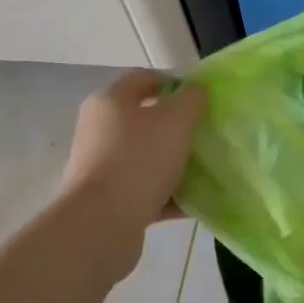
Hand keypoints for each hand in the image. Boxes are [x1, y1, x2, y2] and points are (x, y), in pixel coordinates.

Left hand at [61, 70, 205, 241]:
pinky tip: (193, 201)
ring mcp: (100, 166)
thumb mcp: (176, 120)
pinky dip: (167, 193)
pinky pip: (144, 189)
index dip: (175, 82)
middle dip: (177, 126)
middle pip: (145, 119)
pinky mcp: (106, 199)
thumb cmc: (139, 159)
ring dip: (174, 161)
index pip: (144, 78)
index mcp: (110, 101)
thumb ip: (192, 98)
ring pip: (146, 156)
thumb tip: (196, 90)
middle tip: (205, 132)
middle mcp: (99, 129)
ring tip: (204, 168)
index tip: (202, 97)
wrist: (101, 224)